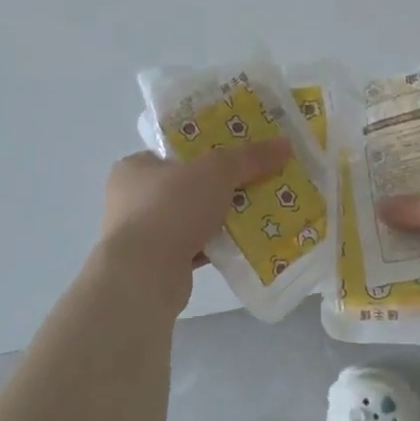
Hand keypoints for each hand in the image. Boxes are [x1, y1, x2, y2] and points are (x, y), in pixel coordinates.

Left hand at [98, 140, 291, 309]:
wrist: (144, 276)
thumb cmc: (170, 209)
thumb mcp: (216, 172)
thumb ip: (249, 157)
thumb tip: (285, 144)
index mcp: (136, 168)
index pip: (176, 153)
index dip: (209, 150)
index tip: (241, 155)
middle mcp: (134, 200)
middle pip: (189, 185)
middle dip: (223, 187)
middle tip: (258, 183)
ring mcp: (144, 235)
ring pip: (194, 218)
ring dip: (223, 218)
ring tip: (261, 213)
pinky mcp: (158, 264)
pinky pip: (196, 247)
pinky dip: (219, 246)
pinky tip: (247, 244)